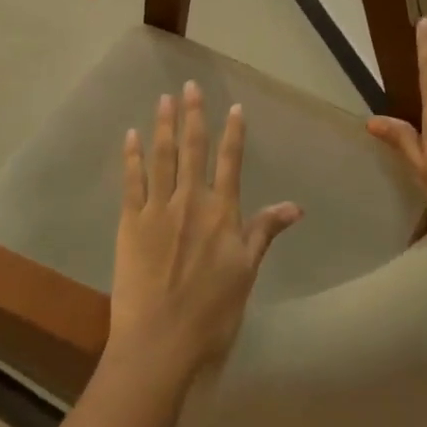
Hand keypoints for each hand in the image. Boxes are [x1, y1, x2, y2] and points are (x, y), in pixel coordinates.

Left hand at [107, 84, 302, 384]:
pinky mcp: (130, 222)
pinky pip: (131, 181)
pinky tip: (131, 136)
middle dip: (193, 115)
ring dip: (163, 125)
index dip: (233, 133)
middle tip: (190, 86)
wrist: (161, 340)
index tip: (234, 106)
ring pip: (162, 157)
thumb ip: (265, 232)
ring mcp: (158, 209)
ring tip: (164, 99)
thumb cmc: (212, 312)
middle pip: (194, 149)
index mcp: (222, 213)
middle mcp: (191, 201)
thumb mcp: (247, 272)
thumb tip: (296, 206)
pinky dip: (132, 156)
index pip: (230, 162)